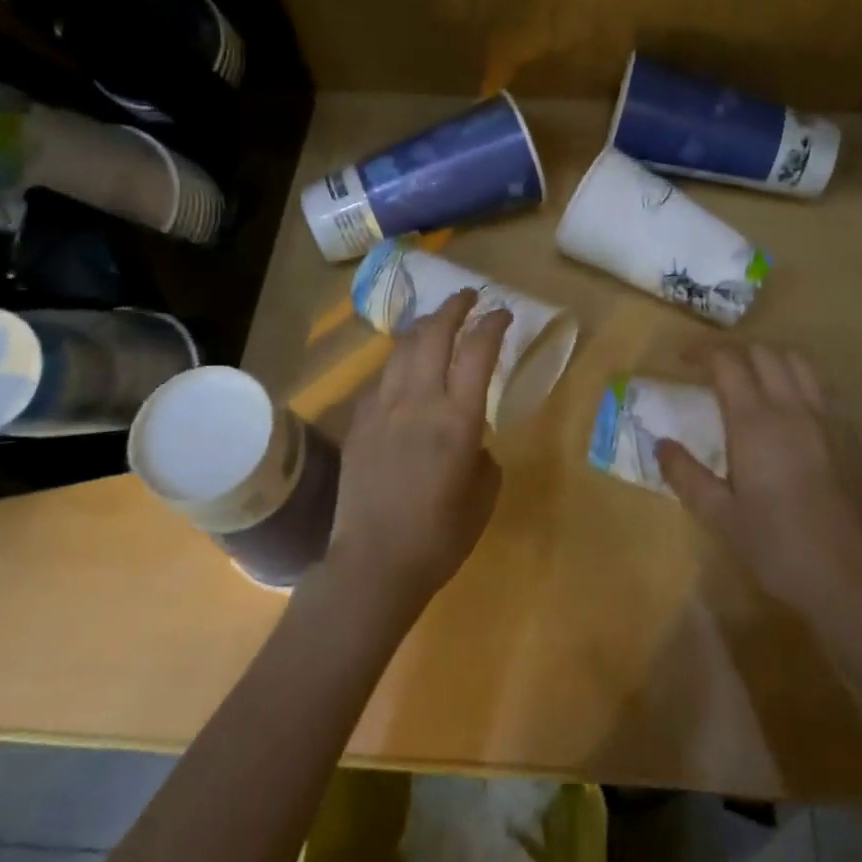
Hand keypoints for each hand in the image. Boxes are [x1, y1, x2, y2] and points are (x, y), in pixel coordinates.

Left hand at [328, 289, 511, 613]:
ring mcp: (382, 409)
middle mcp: (418, 402)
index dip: (492, 324)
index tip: (503, 313)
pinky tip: (405, 372)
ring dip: (424, 328)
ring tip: (436, 322)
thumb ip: (482, 452)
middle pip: (434, 334)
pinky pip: (381, 379)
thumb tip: (471, 436)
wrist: (374, 564)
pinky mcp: (358, 423)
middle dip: (455, 307)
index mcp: (457, 420)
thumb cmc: (440, 536)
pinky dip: (399, 364)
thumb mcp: (484, 494)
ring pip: (402, 349)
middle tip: (469, 297)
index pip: (477, 351)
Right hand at [655, 346, 861, 612]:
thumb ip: (687, 475)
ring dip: (769, 357)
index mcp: (755, 422)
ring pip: (798, 361)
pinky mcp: (850, 434)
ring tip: (751, 376)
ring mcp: (827, 417)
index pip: (728, 362)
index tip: (682, 357)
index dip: (702, 351)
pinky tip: (790, 403)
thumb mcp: (721, 517)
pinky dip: (799, 377)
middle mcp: (793, 407)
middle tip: (712, 368)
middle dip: (734, 351)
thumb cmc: (779, 547)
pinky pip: (822, 385)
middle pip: (764, 352)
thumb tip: (661, 445)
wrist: (854, 577)